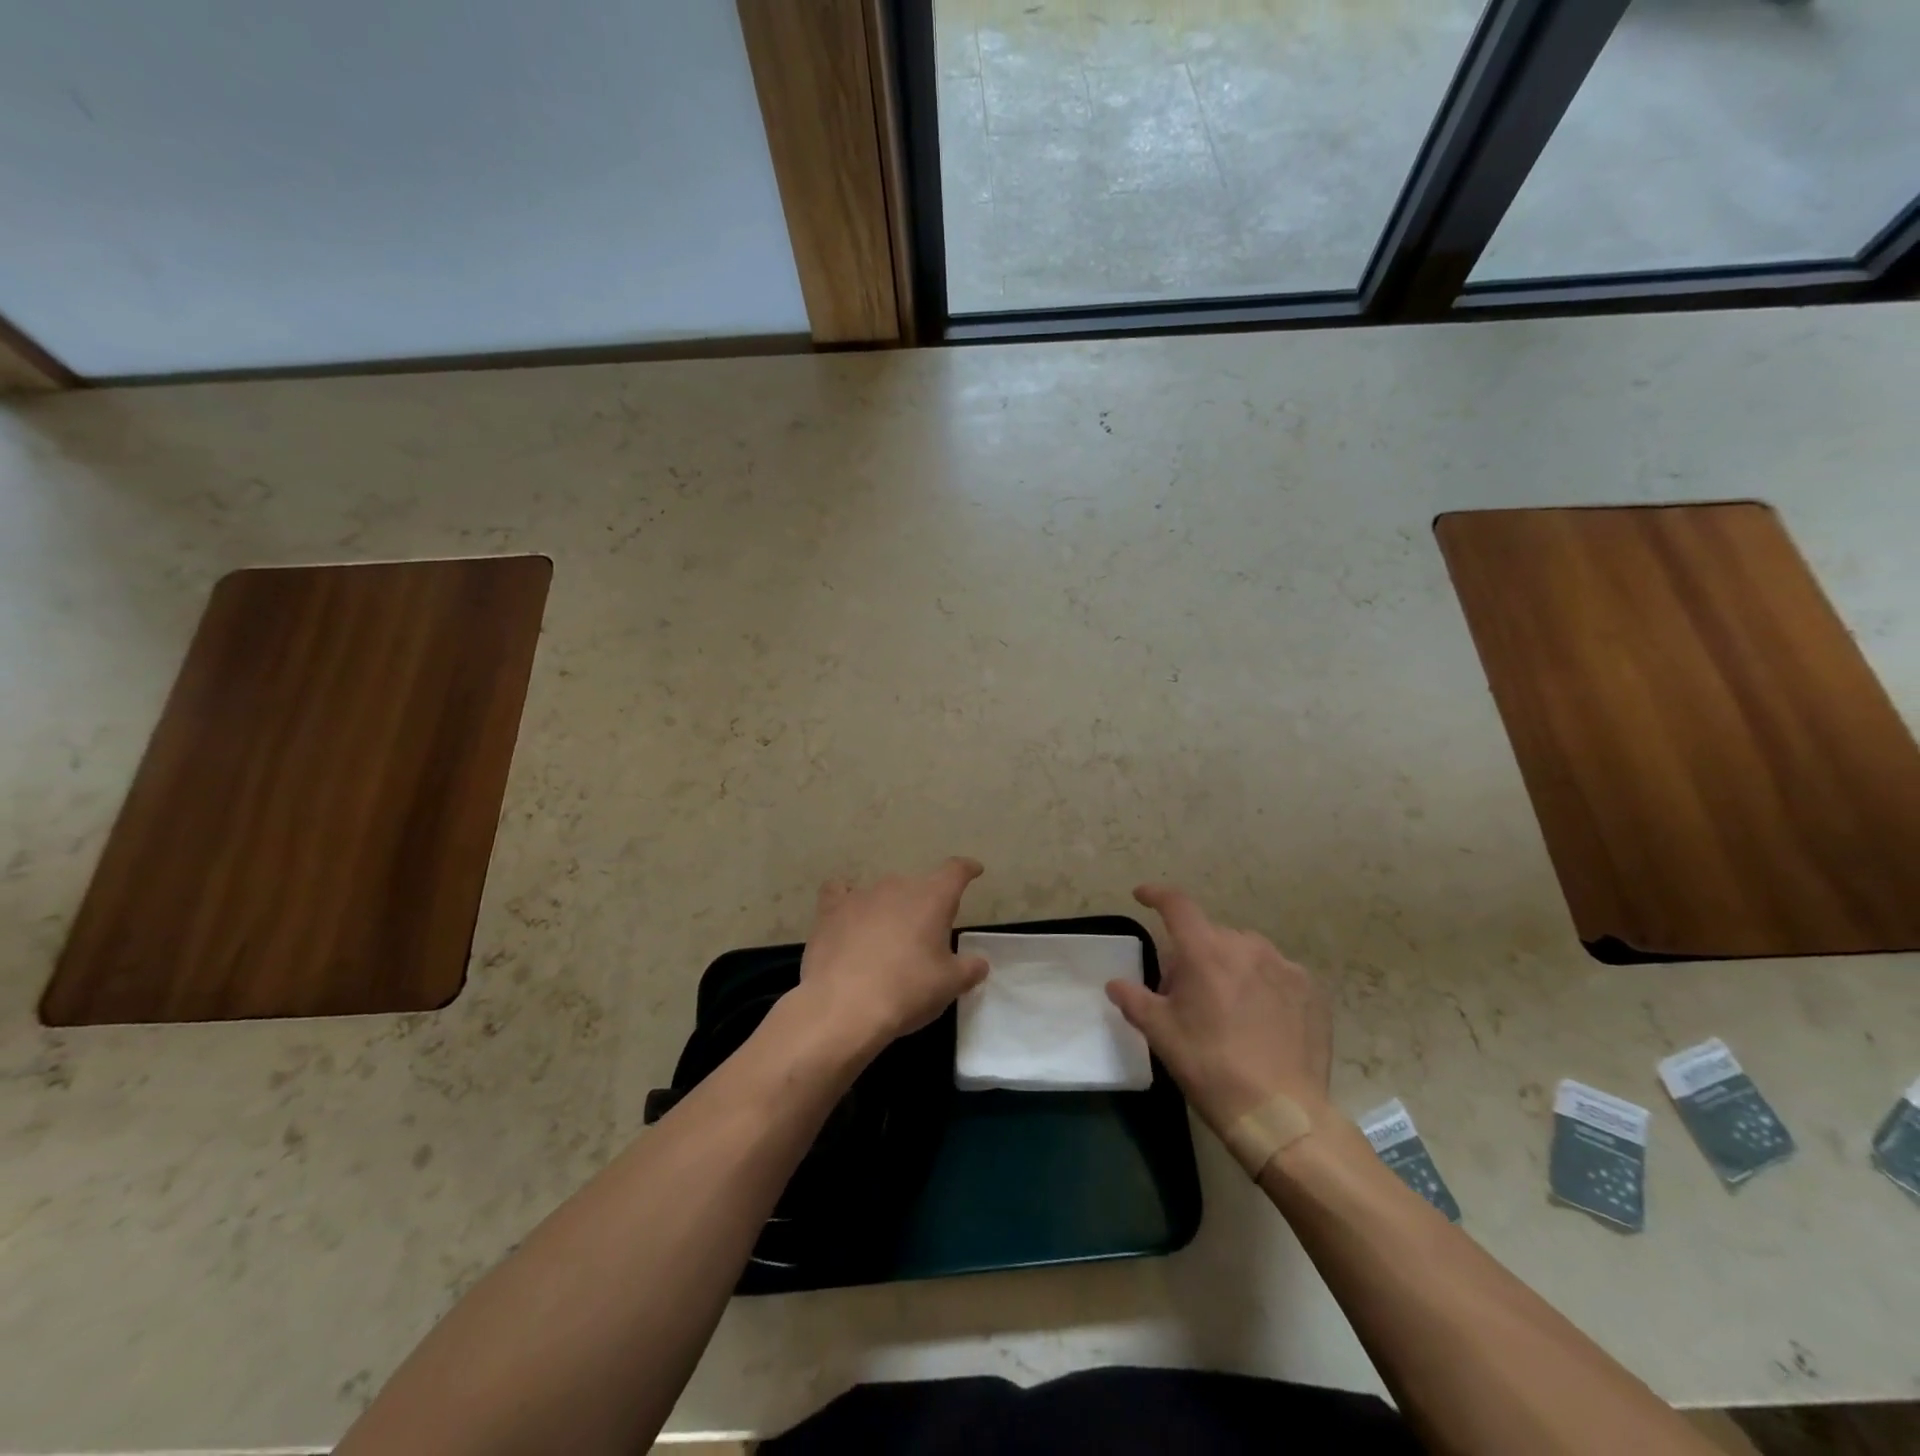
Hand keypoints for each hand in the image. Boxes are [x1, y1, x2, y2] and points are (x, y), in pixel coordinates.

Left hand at [791, 857, 989, 1056]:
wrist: (843, 1006)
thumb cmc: (907, 991)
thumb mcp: (949, 986)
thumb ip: (969, 969)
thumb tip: (979, 963)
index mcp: (932, 898)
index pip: (955, 871)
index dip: (966, 869)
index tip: (973, 870)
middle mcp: (898, 886)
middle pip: (918, 887)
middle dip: (924, 907)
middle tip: (925, 939)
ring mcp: (861, 895)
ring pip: (883, 893)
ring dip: (889, 910)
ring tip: (886, 940)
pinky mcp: (830, 910)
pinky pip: (839, 893)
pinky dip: (845, 900)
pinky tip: (846, 916)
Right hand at [1107, 885, 1331, 1133]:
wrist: (1281, 1114)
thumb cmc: (1211, 1067)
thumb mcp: (1161, 1034)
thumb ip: (1134, 1000)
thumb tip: (1116, 984)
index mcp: (1206, 951)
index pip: (1177, 905)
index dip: (1156, 895)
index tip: (1142, 896)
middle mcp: (1247, 947)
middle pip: (1210, 936)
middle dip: (1193, 954)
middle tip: (1184, 993)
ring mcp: (1284, 966)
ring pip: (1245, 952)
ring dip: (1229, 967)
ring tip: (1226, 1007)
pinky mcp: (1311, 990)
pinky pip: (1276, 973)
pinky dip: (1262, 984)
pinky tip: (1260, 1019)